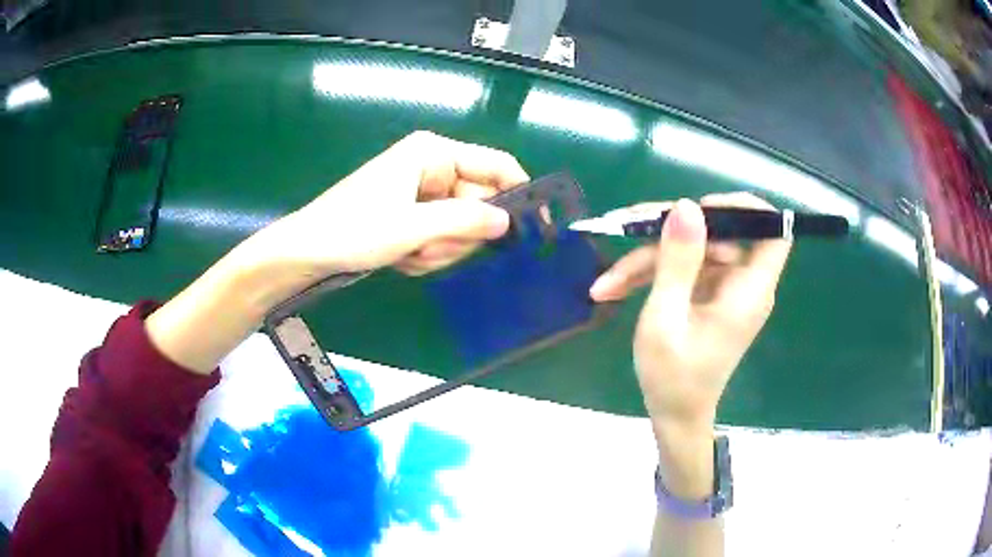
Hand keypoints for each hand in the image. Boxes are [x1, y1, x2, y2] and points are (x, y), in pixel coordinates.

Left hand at [147, 131, 527, 373]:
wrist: (306, 253)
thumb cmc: (352, 230)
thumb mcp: (411, 227)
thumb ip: (464, 221)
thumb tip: (507, 222)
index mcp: (434, 153)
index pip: (496, 165)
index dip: (519, 192)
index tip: (536, 227)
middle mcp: (433, 168)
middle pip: (479, 203)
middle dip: (459, 234)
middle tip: (429, 247)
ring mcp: (422, 195)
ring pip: (460, 227)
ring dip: (440, 248)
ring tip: (408, 253)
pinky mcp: (412, 217)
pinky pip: (441, 238)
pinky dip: (426, 254)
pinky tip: (402, 258)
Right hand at [589, 193, 791, 427]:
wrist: (674, 416)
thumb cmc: (673, 378)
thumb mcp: (666, 318)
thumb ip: (677, 262)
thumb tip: (685, 206)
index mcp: (749, 290)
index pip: (774, 232)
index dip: (745, 209)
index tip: (702, 209)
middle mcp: (742, 284)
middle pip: (716, 235)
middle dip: (668, 234)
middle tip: (624, 231)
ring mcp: (724, 289)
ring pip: (692, 252)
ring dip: (647, 260)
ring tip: (606, 282)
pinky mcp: (707, 296)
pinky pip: (684, 270)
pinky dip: (651, 276)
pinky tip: (613, 288)